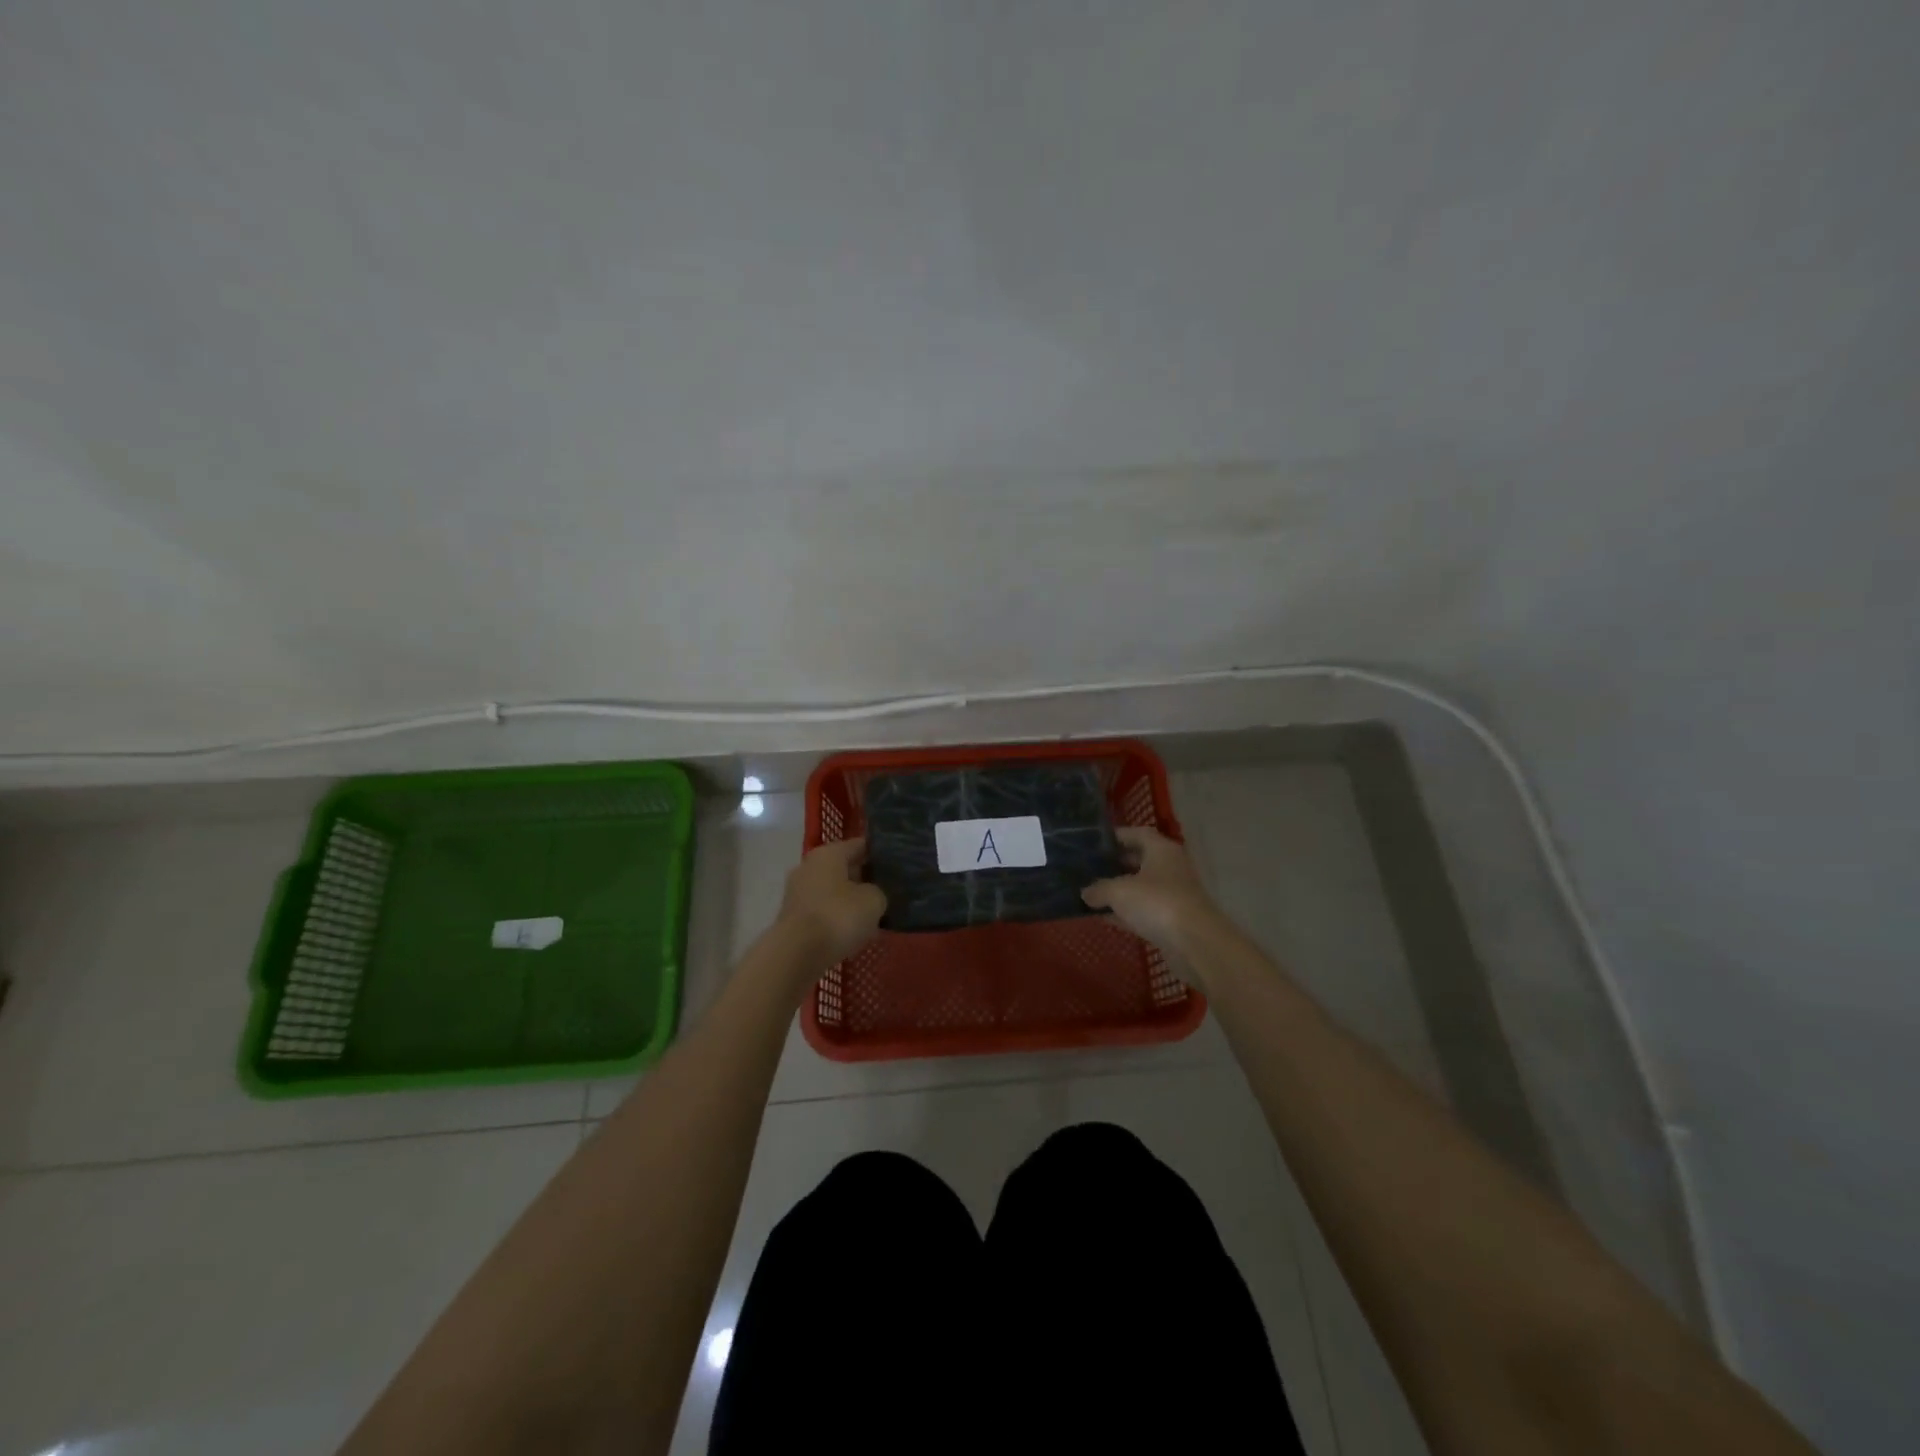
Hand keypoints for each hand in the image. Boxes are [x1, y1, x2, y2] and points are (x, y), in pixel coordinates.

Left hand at [777, 838, 887, 963]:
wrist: (797, 954)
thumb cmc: (838, 916)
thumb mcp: (873, 900)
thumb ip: (878, 892)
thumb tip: (873, 895)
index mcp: (828, 854)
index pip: (859, 845)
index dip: (879, 853)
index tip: (897, 863)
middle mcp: (809, 867)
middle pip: (843, 868)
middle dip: (864, 879)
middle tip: (889, 891)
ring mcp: (797, 893)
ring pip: (833, 892)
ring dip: (850, 902)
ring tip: (874, 915)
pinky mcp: (793, 918)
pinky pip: (823, 912)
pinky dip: (837, 919)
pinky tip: (854, 932)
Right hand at [1083, 827, 1223, 957]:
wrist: (1195, 944)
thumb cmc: (1157, 903)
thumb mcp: (1119, 891)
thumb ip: (1099, 889)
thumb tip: (1085, 893)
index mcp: (1162, 850)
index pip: (1138, 834)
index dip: (1117, 836)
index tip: (1095, 842)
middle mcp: (1170, 868)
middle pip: (1140, 860)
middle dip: (1115, 864)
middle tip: (1089, 868)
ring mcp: (1173, 895)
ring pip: (1141, 888)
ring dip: (1119, 891)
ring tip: (1091, 893)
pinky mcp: (1172, 920)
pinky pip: (1144, 911)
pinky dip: (1126, 913)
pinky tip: (1104, 917)